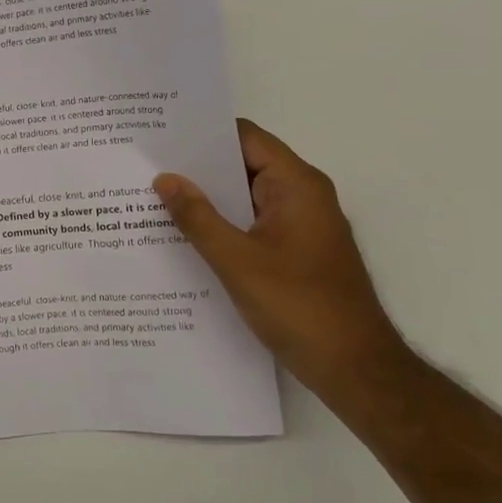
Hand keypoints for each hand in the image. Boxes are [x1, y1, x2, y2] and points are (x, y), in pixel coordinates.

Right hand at [154, 121, 407, 397]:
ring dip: (207, 199)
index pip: (245, 137)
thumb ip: (198, 217)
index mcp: (296, 185)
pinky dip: (221, 224)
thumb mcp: (237, 261)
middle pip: (243, 164)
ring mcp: (300, 225)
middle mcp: (302, 196)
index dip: (203, 133)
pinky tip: (183, 236)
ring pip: (244, 197)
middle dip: (197, 167)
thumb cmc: (299, 307)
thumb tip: (165, 178)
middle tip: (146, 167)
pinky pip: (251, 223)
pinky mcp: (295, 251)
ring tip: (153, 198)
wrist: (355, 369)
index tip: (159, 137)